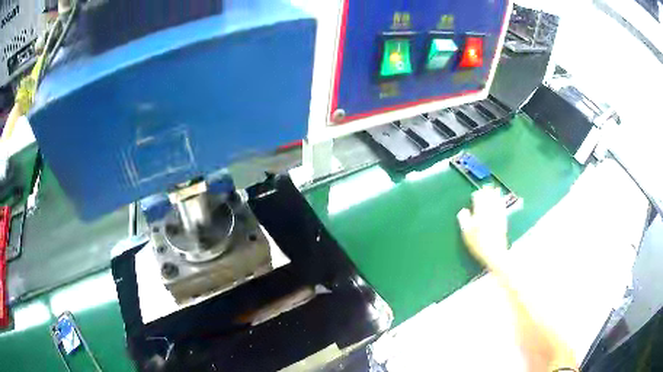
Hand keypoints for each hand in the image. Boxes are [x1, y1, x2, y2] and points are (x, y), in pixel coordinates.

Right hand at [457, 186, 507, 268]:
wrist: (494, 253)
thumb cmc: (478, 244)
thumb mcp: (466, 233)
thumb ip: (463, 219)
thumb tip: (463, 210)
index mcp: (479, 212)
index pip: (478, 198)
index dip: (476, 195)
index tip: (474, 195)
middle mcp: (489, 210)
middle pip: (489, 197)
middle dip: (487, 192)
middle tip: (485, 187)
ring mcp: (497, 215)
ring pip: (497, 200)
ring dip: (495, 194)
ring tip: (495, 189)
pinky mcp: (503, 220)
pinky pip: (502, 207)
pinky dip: (501, 202)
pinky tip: (502, 200)